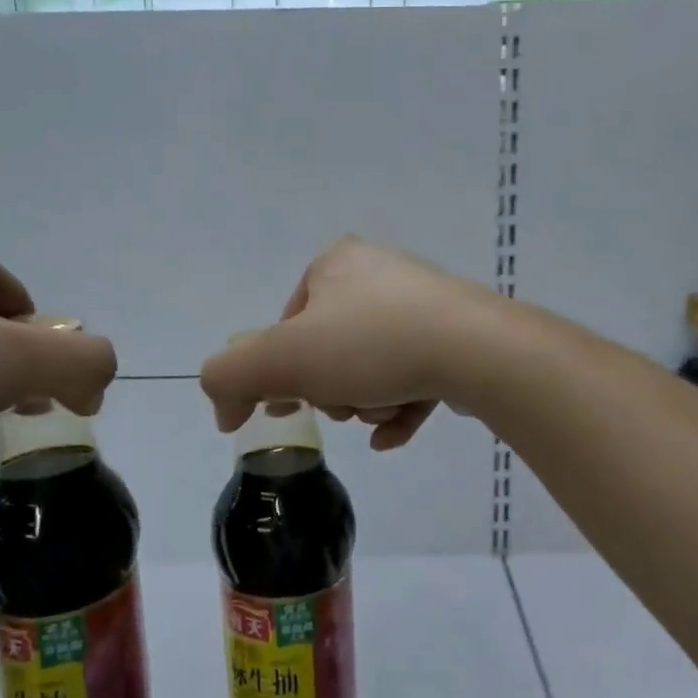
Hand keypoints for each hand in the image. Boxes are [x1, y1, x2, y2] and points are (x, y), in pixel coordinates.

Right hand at [199, 237, 498, 450]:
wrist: (472, 349)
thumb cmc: (369, 344)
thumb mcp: (280, 359)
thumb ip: (230, 376)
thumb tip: (225, 408)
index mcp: (336, 263)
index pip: (286, 325)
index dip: (280, 370)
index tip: (289, 403)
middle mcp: (380, 273)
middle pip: (330, 350)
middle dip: (332, 390)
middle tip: (345, 402)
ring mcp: (424, 303)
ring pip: (373, 368)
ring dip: (368, 402)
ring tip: (384, 410)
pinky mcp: (458, 335)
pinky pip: (414, 378)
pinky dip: (400, 409)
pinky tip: (394, 434)